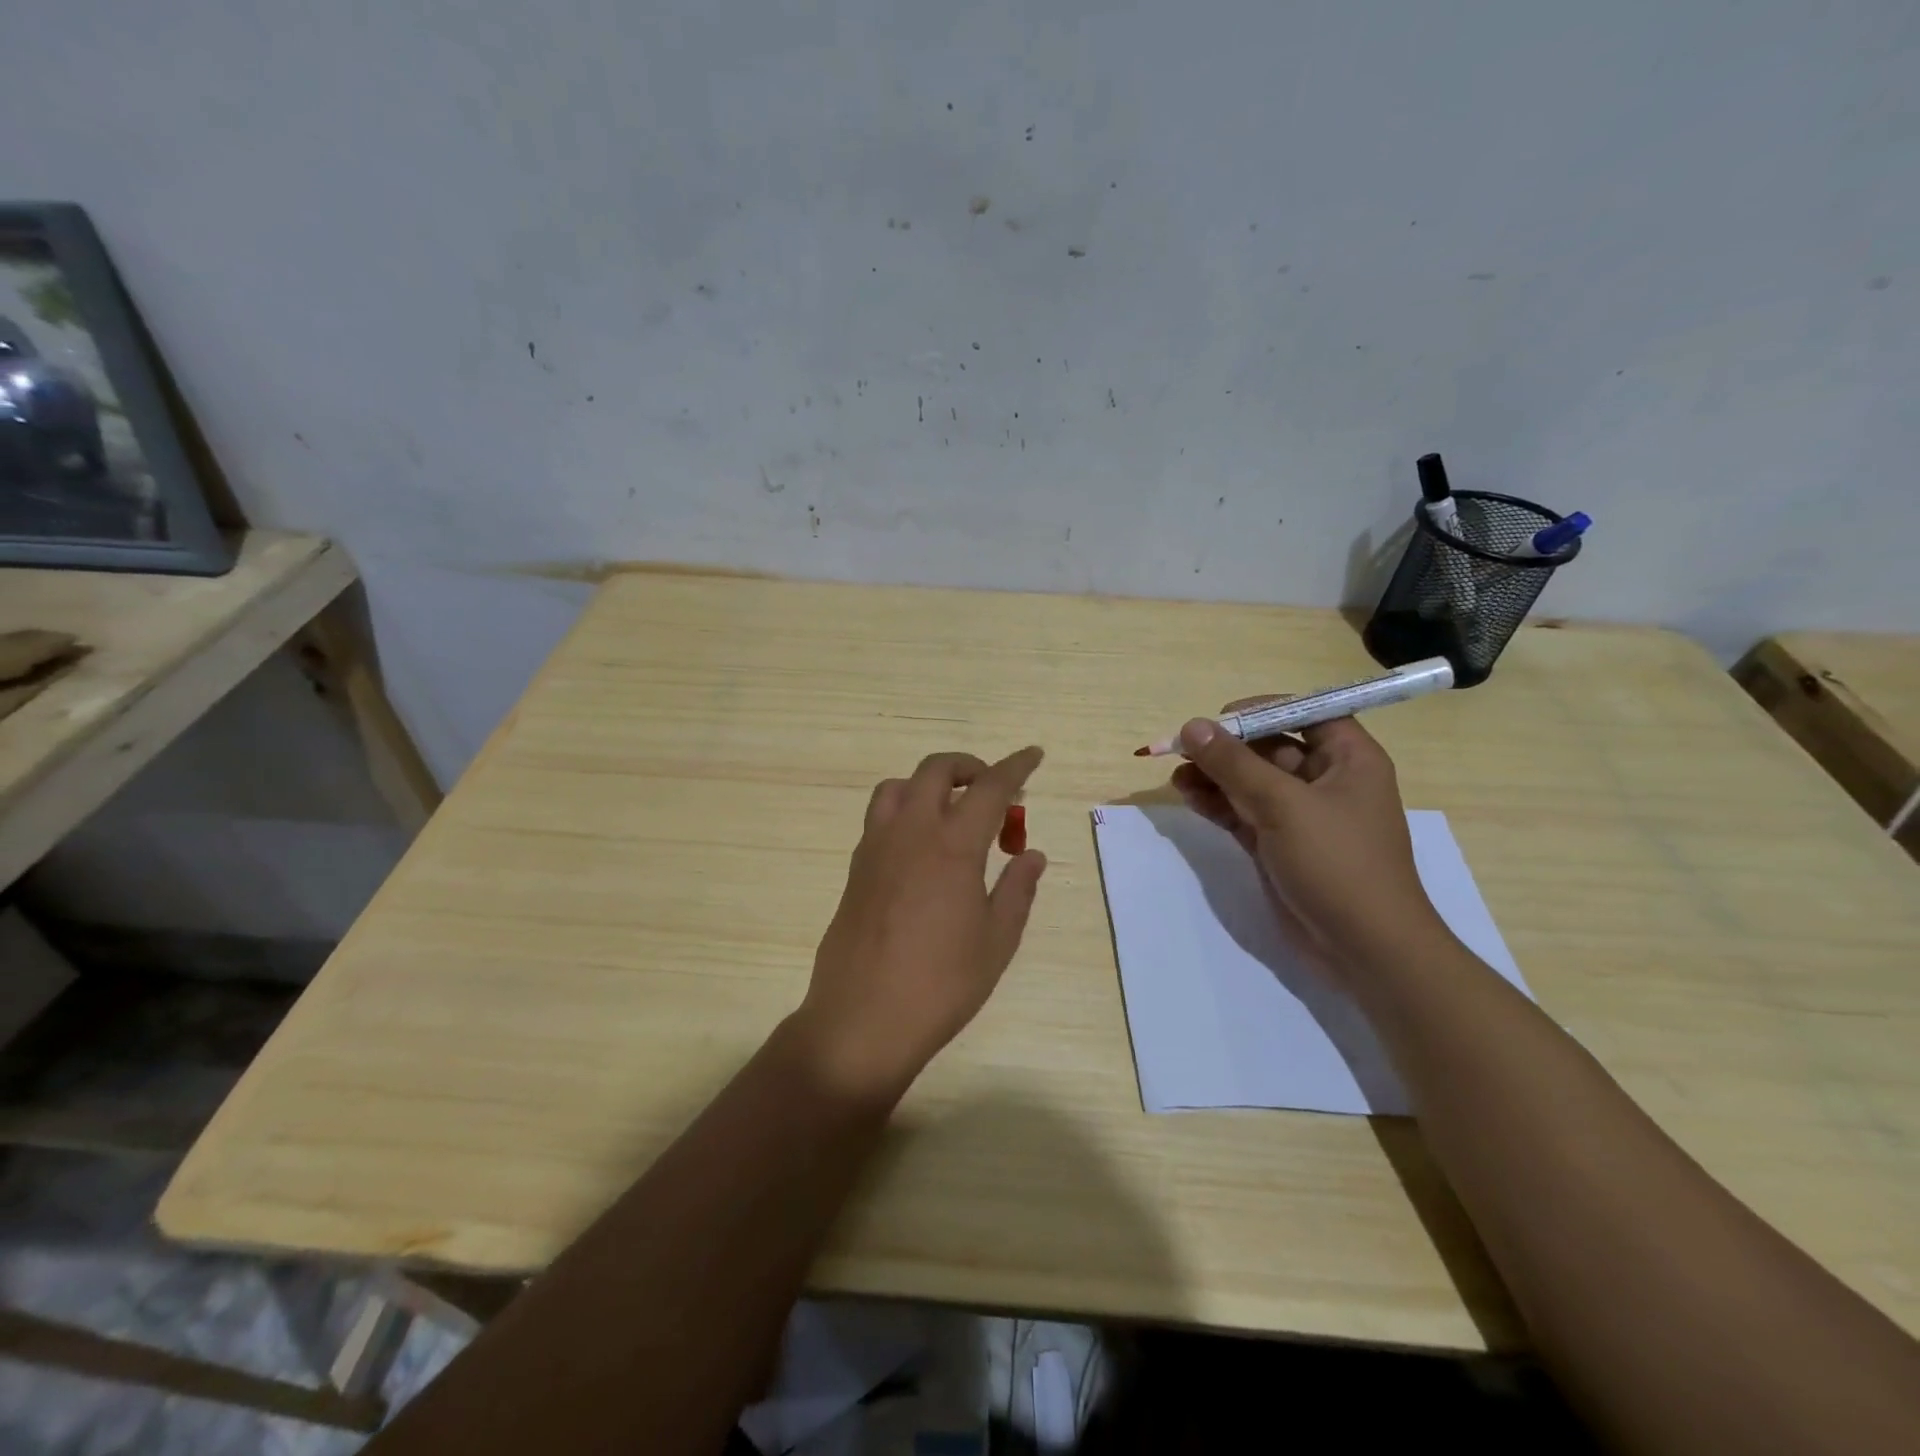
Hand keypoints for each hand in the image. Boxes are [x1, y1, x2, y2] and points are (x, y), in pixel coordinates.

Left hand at [791, 747, 1047, 1102]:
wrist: (861, 1020)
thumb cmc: (941, 985)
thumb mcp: (996, 942)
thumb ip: (1017, 890)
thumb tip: (1032, 853)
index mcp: (952, 847)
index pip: (990, 787)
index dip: (1015, 766)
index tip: (1034, 755)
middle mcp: (910, 833)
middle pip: (936, 770)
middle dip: (970, 767)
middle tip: (993, 792)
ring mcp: (876, 847)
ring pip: (899, 786)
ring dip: (930, 784)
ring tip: (952, 815)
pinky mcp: (855, 868)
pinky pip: (880, 817)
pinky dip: (905, 811)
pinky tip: (921, 849)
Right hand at [1170, 707, 1446, 980]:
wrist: (1364, 948)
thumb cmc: (1337, 863)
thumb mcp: (1283, 805)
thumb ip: (1234, 764)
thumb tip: (1192, 726)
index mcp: (1348, 758)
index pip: (1304, 713)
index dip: (1262, 710)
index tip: (1219, 718)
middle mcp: (1325, 780)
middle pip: (1269, 746)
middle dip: (1226, 747)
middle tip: (1183, 750)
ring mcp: (1300, 815)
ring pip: (1250, 781)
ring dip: (1214, 776)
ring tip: (1177, 777)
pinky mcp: (1278, 844)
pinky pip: (1242, 811)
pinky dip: (1216, 803)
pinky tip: (1188, 797)